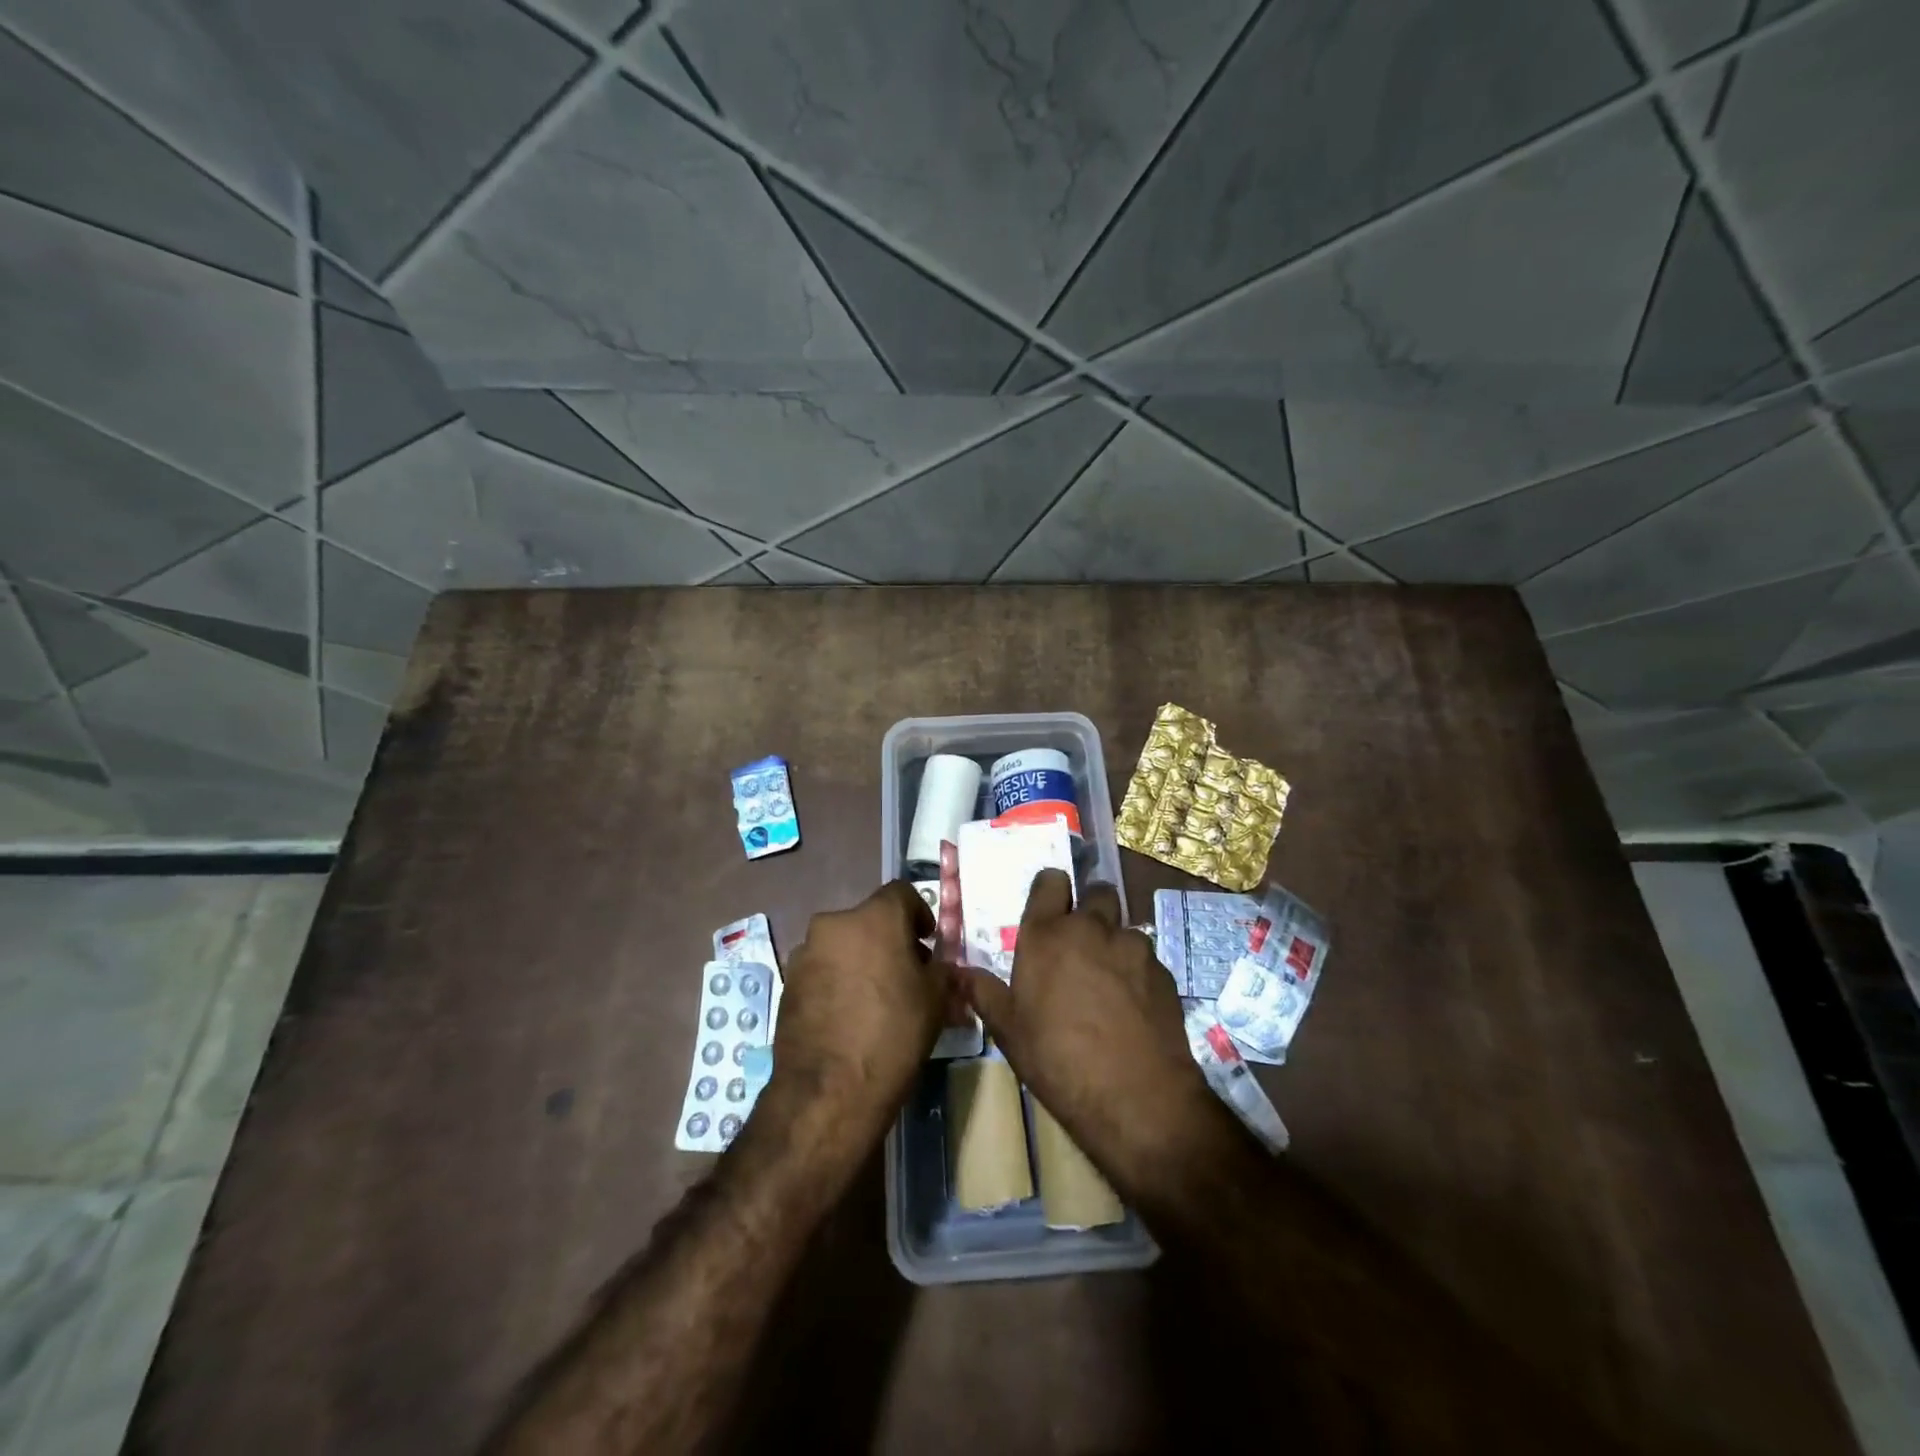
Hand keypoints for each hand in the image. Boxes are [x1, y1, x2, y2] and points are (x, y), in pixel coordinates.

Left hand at [762, 881, 951, 1150]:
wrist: (828, 1090)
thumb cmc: (893, 1034)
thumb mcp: (935, 1000)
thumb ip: (942, 971)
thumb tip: (941, 968)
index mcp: (874, 917)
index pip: (902, 893)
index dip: (919, 914)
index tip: (927, 943)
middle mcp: (834, 924)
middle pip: (869, 920)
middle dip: (889, 940)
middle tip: (906, 974)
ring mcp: (805, 954)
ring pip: (843, 945)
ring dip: (861, 961)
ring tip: (876, 999)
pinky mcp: (788, 984)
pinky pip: (822, 970)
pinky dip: (838, 982)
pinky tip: (849, 1016)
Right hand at [959, 870, 1225, 1197]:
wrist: (1135, 1097)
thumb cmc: (1057, 1059)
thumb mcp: (1008, 1030)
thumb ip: (984, 992)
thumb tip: (957, 972)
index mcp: (1046, 934)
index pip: (1051, 881)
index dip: (1051, 891)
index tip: (1049, 911)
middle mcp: (1091, 927)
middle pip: (1096, 893)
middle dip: (1090, 909)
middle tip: (1080, 944)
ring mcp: (1132, 947)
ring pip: (1124, 928)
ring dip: (1115, 944)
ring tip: (1109, 984)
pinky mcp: (1164, 971)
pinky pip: (1147, 959)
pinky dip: (1138, 972)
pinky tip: (1133, 1008)